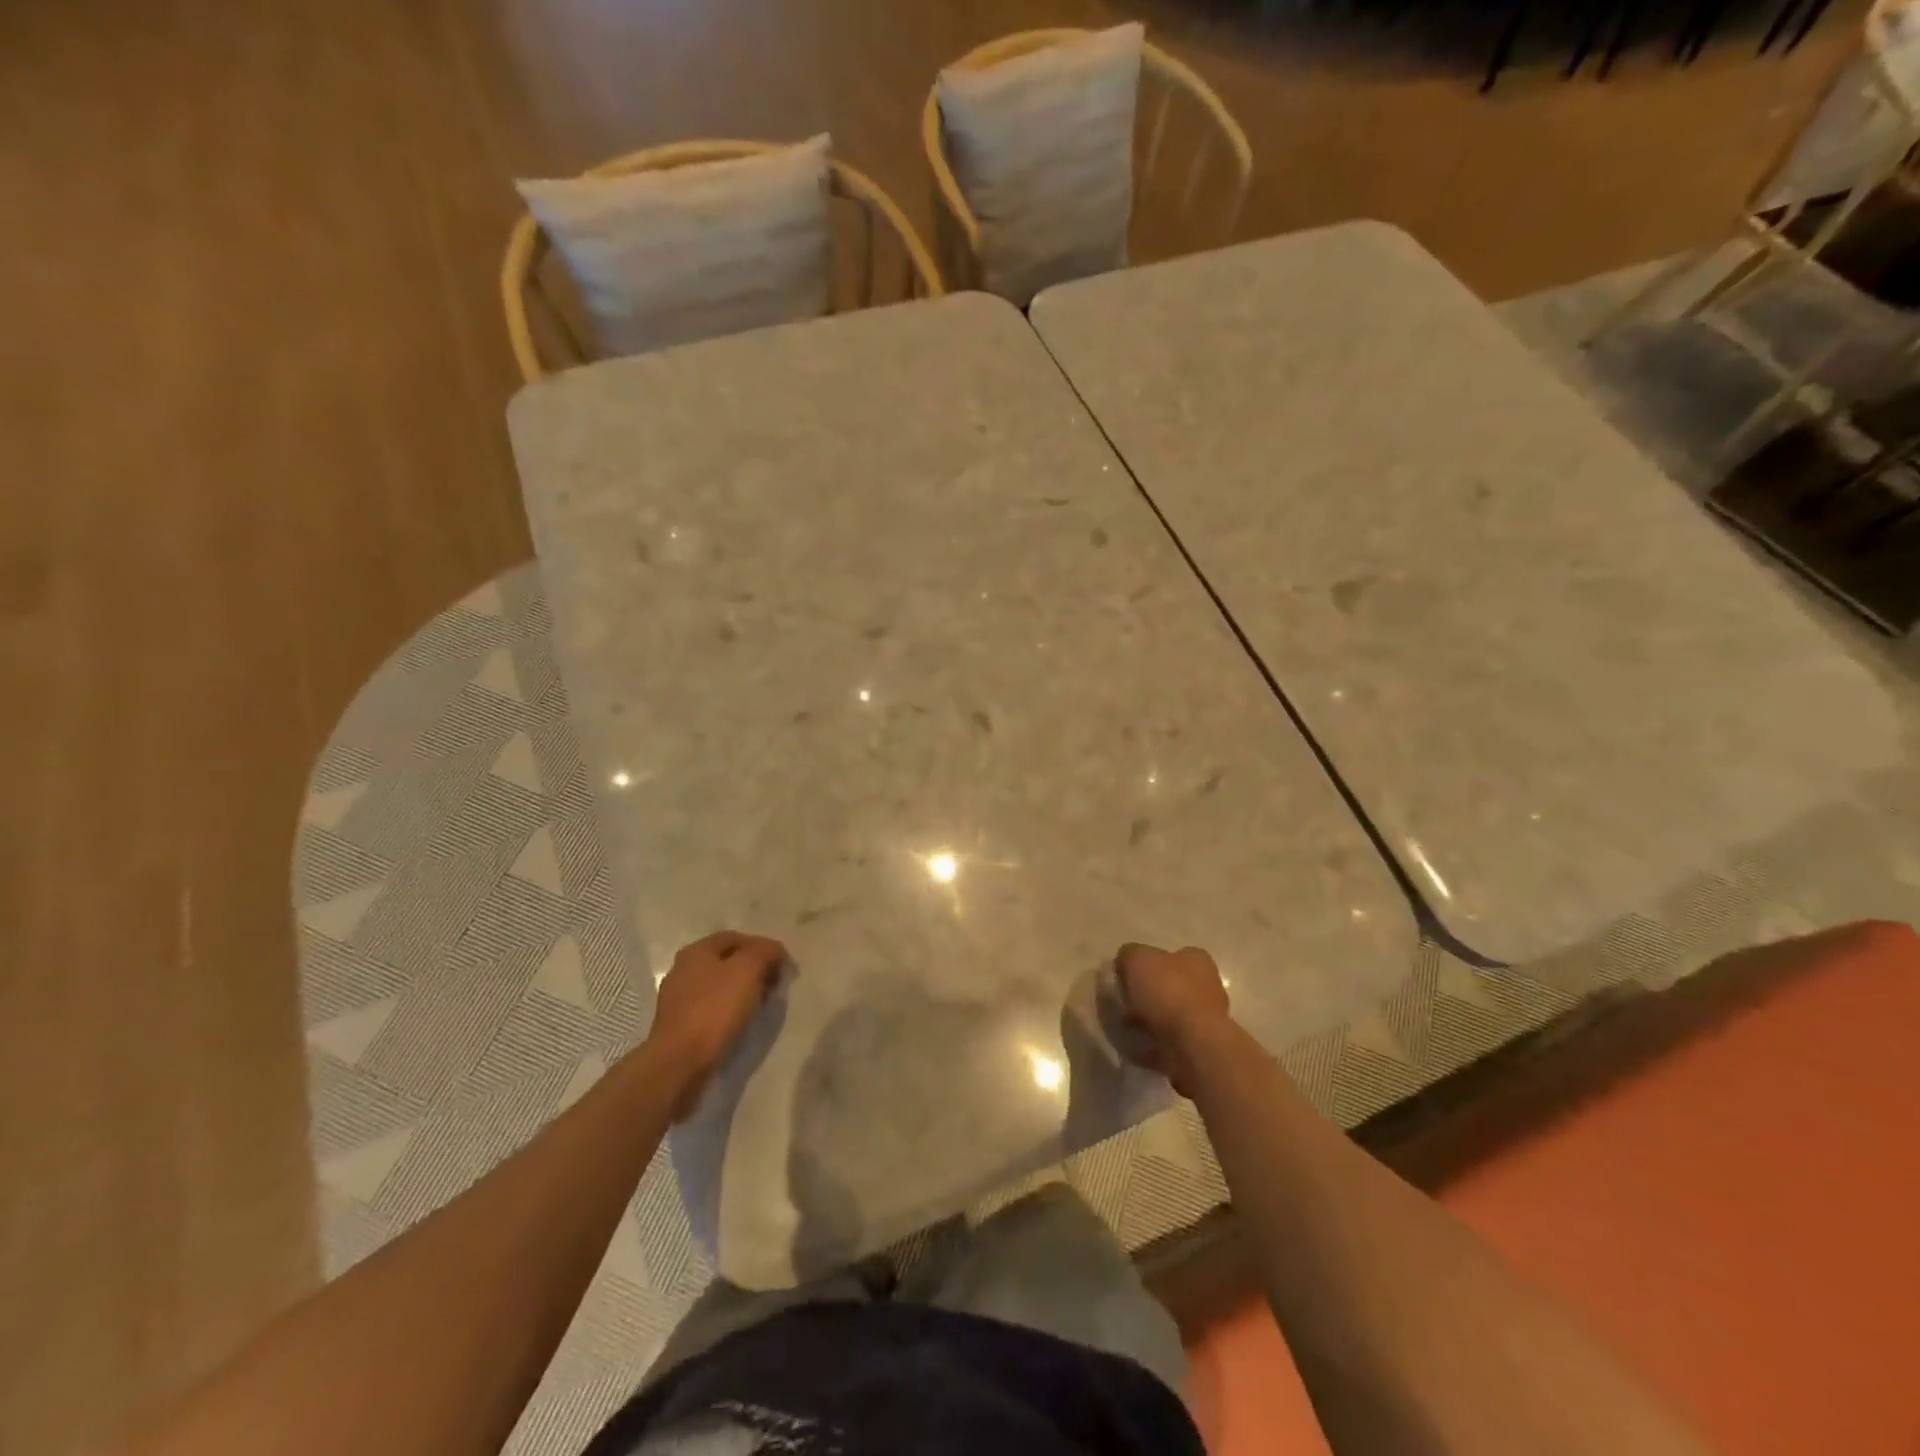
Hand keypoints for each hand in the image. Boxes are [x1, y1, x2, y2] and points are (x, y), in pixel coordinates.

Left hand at [648, 931, 789, 1115]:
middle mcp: (683, 969)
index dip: (763, 947)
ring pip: (719, 986)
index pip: (737, 938)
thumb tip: (775, 950)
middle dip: (754, 969)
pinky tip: (741, 1022)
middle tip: (774, 985)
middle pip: (727, 961)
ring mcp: (678, 999)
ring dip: (743, 991)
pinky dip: (729, 1011)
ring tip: (761, 1005)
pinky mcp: (679, 1025)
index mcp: (697, 950)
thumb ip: (765, 952)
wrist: (680, 1061)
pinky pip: (711, 1009)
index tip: (783, 965)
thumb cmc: (715, 1009)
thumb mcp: (748, 969)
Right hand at [1113, 942, 1231, 1096]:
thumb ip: (1129, 955)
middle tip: (1125, 1003)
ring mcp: (1206, 1020)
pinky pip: (1170, 1042)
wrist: (1193, 1045)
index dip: (1148, 964)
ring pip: (1170, 1015)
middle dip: (1148, 995)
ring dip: (1150, 1021)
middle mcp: (1207, 986)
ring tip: (1127, 1027)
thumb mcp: (1137, 959)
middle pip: (1171, 986)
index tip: (1127, 976)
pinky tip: (1137, 1045)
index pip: (1172, 956)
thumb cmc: (1168, 992)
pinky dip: (1154, 1044)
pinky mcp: (1199, 1047)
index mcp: (1197, 960)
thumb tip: (1125, 964)